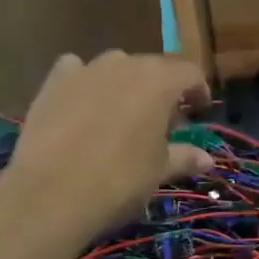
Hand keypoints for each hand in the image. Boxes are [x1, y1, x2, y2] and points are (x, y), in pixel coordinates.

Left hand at [0, 51, 213, 242]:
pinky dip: (85, 81)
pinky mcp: (53, 82)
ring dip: (125, 83)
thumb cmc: (119, 181)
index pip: (190, 73)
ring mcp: (86, 70)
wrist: (50, 194)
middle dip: (163, 89)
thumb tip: (207, 159)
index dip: (198, 90)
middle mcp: (125, 65)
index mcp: (159, 82)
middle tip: (163, 120)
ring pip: (116, 66)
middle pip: (154, 67)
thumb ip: (184, 157)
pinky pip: (76, 69)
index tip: (199, 111)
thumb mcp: (158, 171)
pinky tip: (83, 102)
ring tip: (123, 112)